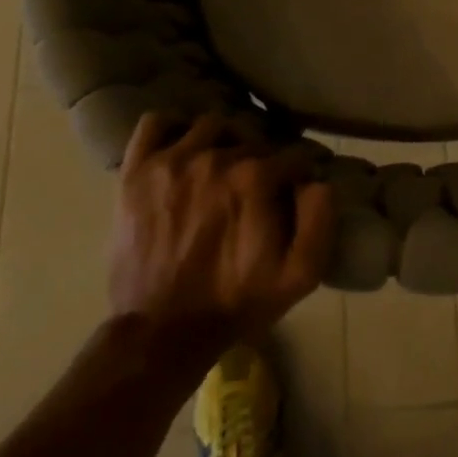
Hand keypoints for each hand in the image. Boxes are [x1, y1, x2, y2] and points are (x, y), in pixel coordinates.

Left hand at [108, 112, 334, 360]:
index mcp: (256, 178)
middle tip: (258, 185)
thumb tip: (319, 180)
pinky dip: (171, 129)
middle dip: (262, 158)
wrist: (161, 333)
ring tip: (223, 164)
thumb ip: (320, 220)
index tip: (296, 188)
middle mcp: (215, 157)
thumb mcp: (299, 275)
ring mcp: (172, 161)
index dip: (299, 172)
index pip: (292, 155)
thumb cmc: (235, 303)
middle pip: (252, 139)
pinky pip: (155, 124)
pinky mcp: (137, 171)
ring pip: (210, 125)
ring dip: (223, 140)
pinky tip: (181, 148)